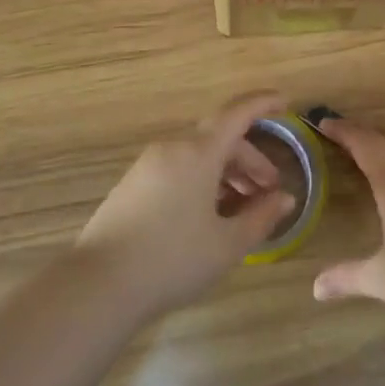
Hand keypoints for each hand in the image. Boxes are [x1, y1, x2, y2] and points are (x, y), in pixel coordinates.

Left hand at [75, 91, 298, 319]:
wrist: (99, 284)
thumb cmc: (173, 259)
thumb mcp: (227, 244)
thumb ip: (261, 217)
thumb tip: (284, 198)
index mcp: (198, 153)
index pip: (237, 114)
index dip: (262, 103)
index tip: (284, 101)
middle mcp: (172, 148)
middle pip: (219, 140)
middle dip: (250, 160)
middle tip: (270, 191)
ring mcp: (148, 165)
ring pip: (197, 157)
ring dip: (226, 173)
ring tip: (242, 208)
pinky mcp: (132, 185)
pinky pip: (178, 170)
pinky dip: (202, 181)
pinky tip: (208, 216)